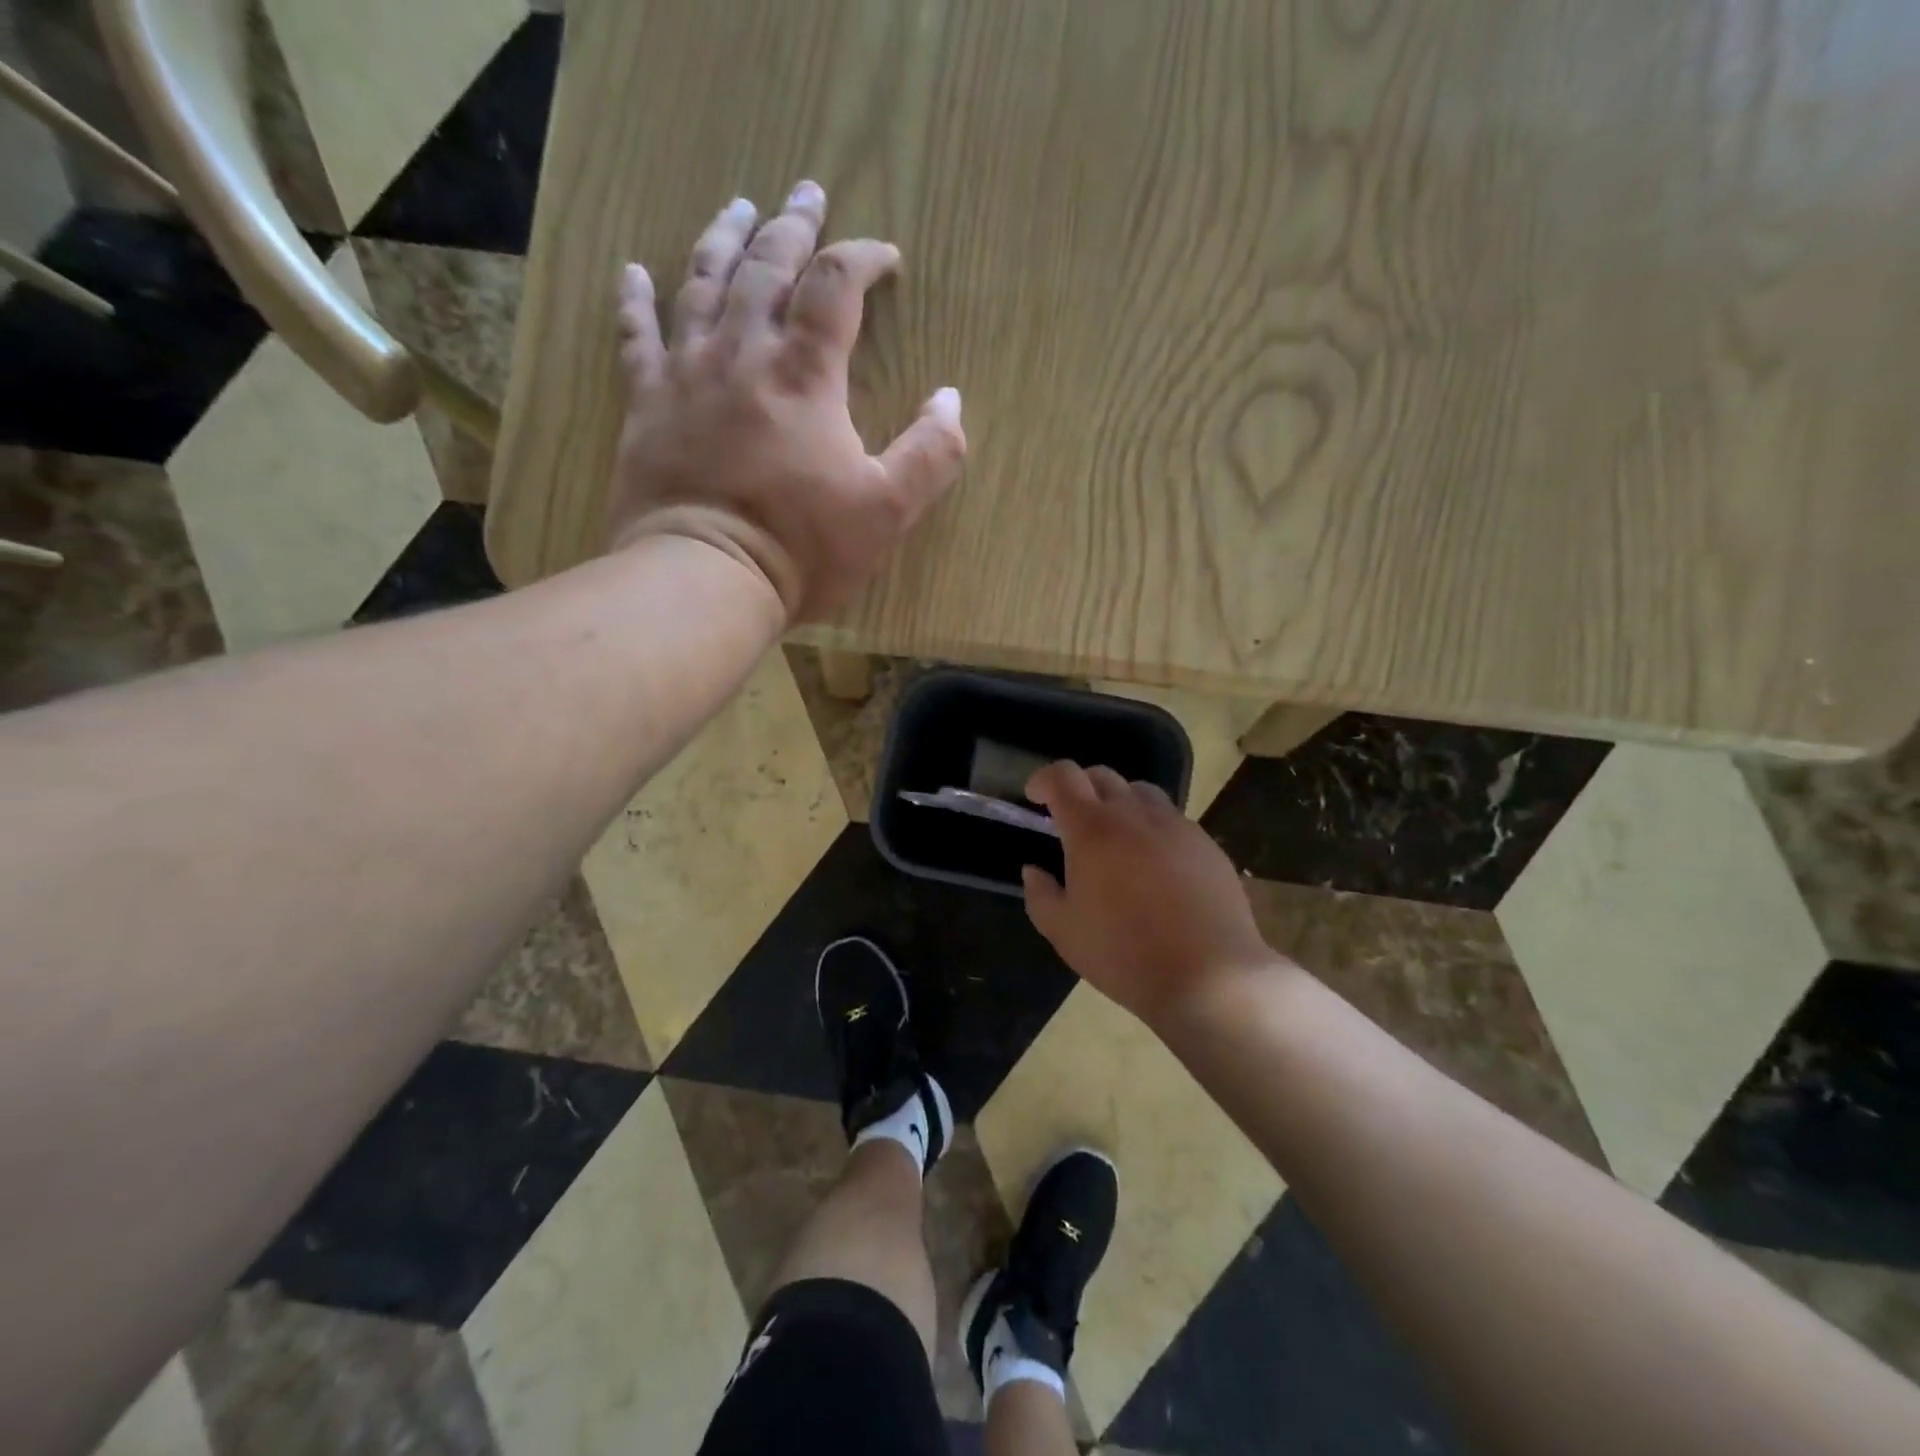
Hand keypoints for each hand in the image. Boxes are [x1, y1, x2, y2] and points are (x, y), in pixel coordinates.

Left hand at [607, 181, 966, 622]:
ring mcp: (687, 374)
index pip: (836, 285)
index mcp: (806, 374)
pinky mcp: (646, 404)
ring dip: (723, 239)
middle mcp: (743, 354)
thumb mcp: (888, 511)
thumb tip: (951, 399)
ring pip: (703, 284)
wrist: (706, 578)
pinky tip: (635, 271)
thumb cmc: (802, 547)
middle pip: (767, 267)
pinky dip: (635, 300)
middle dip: (793, 225)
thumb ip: (930, 454)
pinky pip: (637, 337)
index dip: (863, 258)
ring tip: (738, 208)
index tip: (885, 258)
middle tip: (806, 191)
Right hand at [1022, 762, 1277, 1031]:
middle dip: (1079, 787)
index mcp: (1092, 828)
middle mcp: (1134, 814)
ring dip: (1119, 802)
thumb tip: (1034, 870)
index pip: (1063, 777)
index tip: (1034, 798)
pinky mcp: (1206, 844)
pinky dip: (1153, 827)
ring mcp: (1176, 825)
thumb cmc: (1123, 953)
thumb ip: (1040, 894)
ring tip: (1115, 835)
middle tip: (1071, 818)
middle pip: (1102, 776)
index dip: (1044, 779)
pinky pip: (1172, 820)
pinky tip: (1155, 864)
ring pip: (1142, 792)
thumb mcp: (1064, 932)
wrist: (1209, 975)